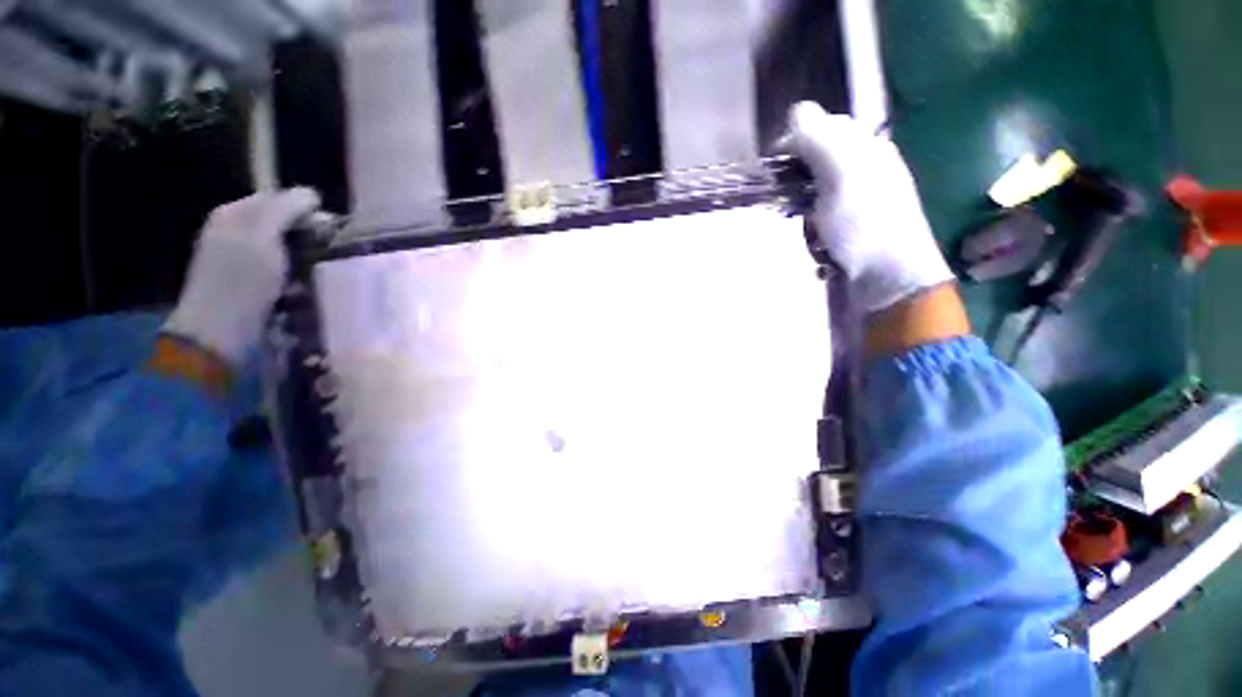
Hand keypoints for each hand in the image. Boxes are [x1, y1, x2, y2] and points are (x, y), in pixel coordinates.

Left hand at [163, 188, 319, 365]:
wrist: (221, 332)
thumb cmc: (241, 280)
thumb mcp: (262, 235)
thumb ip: (285, 208)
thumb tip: (312, 195)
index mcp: (234, 214)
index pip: (279, 198)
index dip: (307, 210)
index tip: (330, 230)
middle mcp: (237, 232)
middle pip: (284, 223)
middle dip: (308, 234)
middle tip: (326, 251)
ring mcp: (244, 260)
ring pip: (287, 247)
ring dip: (306, 256)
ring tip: (317, 271)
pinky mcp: (255, 284)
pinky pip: (285, 269)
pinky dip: (299, 275)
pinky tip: (304, 285)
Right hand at [789, 102, 953, 313]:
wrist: (888, 275)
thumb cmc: (864, 223)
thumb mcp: (841, 175)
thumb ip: (820, 139)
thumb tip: (798, 110)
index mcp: (866, 147)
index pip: (823, 128)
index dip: (795, 144)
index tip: (774, 169)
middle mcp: (865, 167)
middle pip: (817, 163)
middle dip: (798, 184)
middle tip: (793, 205)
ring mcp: (860, 199)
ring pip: (816, 194)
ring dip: (805, 212)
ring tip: (810, 230)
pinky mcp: (853, 226)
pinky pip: (823, 218)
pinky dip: (815, 230)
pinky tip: (819, 242)